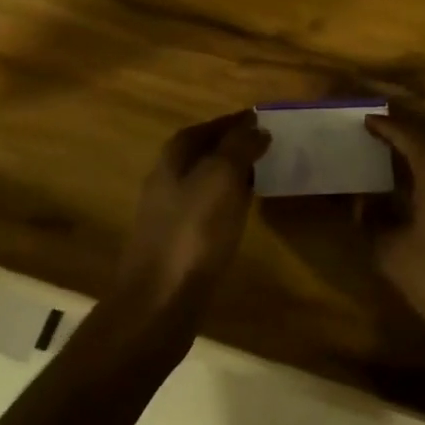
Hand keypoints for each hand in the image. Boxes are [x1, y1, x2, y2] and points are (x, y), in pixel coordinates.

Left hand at [113, 110, 270, 324]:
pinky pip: (204, 211)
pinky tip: (241, 214)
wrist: (158, 304)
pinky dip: (224, 204)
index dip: (232, 122)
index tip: (260, 119)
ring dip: (229, 176)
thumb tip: (256, 127)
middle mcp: (165, 180)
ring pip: (203, 183)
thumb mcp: (221, 178)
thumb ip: (239, 147)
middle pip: (201, 154)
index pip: (205, 127)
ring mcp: (166, 215)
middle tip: (265, 146)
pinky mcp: (175, 245)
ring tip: (260, 176)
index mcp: (173, 158)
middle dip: (231, 147)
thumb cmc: (193, 232)